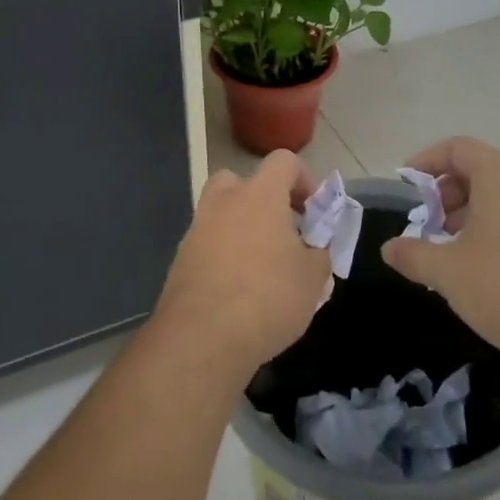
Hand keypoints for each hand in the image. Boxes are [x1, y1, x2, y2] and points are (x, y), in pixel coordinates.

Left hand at [153, 153, 331, 381]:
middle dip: (262, 199)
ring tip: (261, 266)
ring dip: (241, 228)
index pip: (283, 161)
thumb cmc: (267, 298)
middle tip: (280, 231)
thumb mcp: (313, 278)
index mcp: (259, 195)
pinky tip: (238, 289)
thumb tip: (314, 249)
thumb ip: (319, 253)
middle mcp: (224, 202)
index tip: (312, 212)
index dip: (304, 180)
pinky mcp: (180, 259)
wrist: (202, 338)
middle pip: (241, 181)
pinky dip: (223, 256)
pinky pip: (208, 244)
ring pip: (221, 213)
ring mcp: (197, 229)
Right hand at [381, 137, 499, 377]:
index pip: (457, 148)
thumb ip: (411, 253)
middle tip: (425, 222)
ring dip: (465, 211)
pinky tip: (473, 262)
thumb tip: (389, 248)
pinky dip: (488, 225)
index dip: (426, 162)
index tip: (406, 187)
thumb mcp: (445, 271)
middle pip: (477, 168)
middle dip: (444, 191)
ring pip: (497, 194)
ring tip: (445, 246)